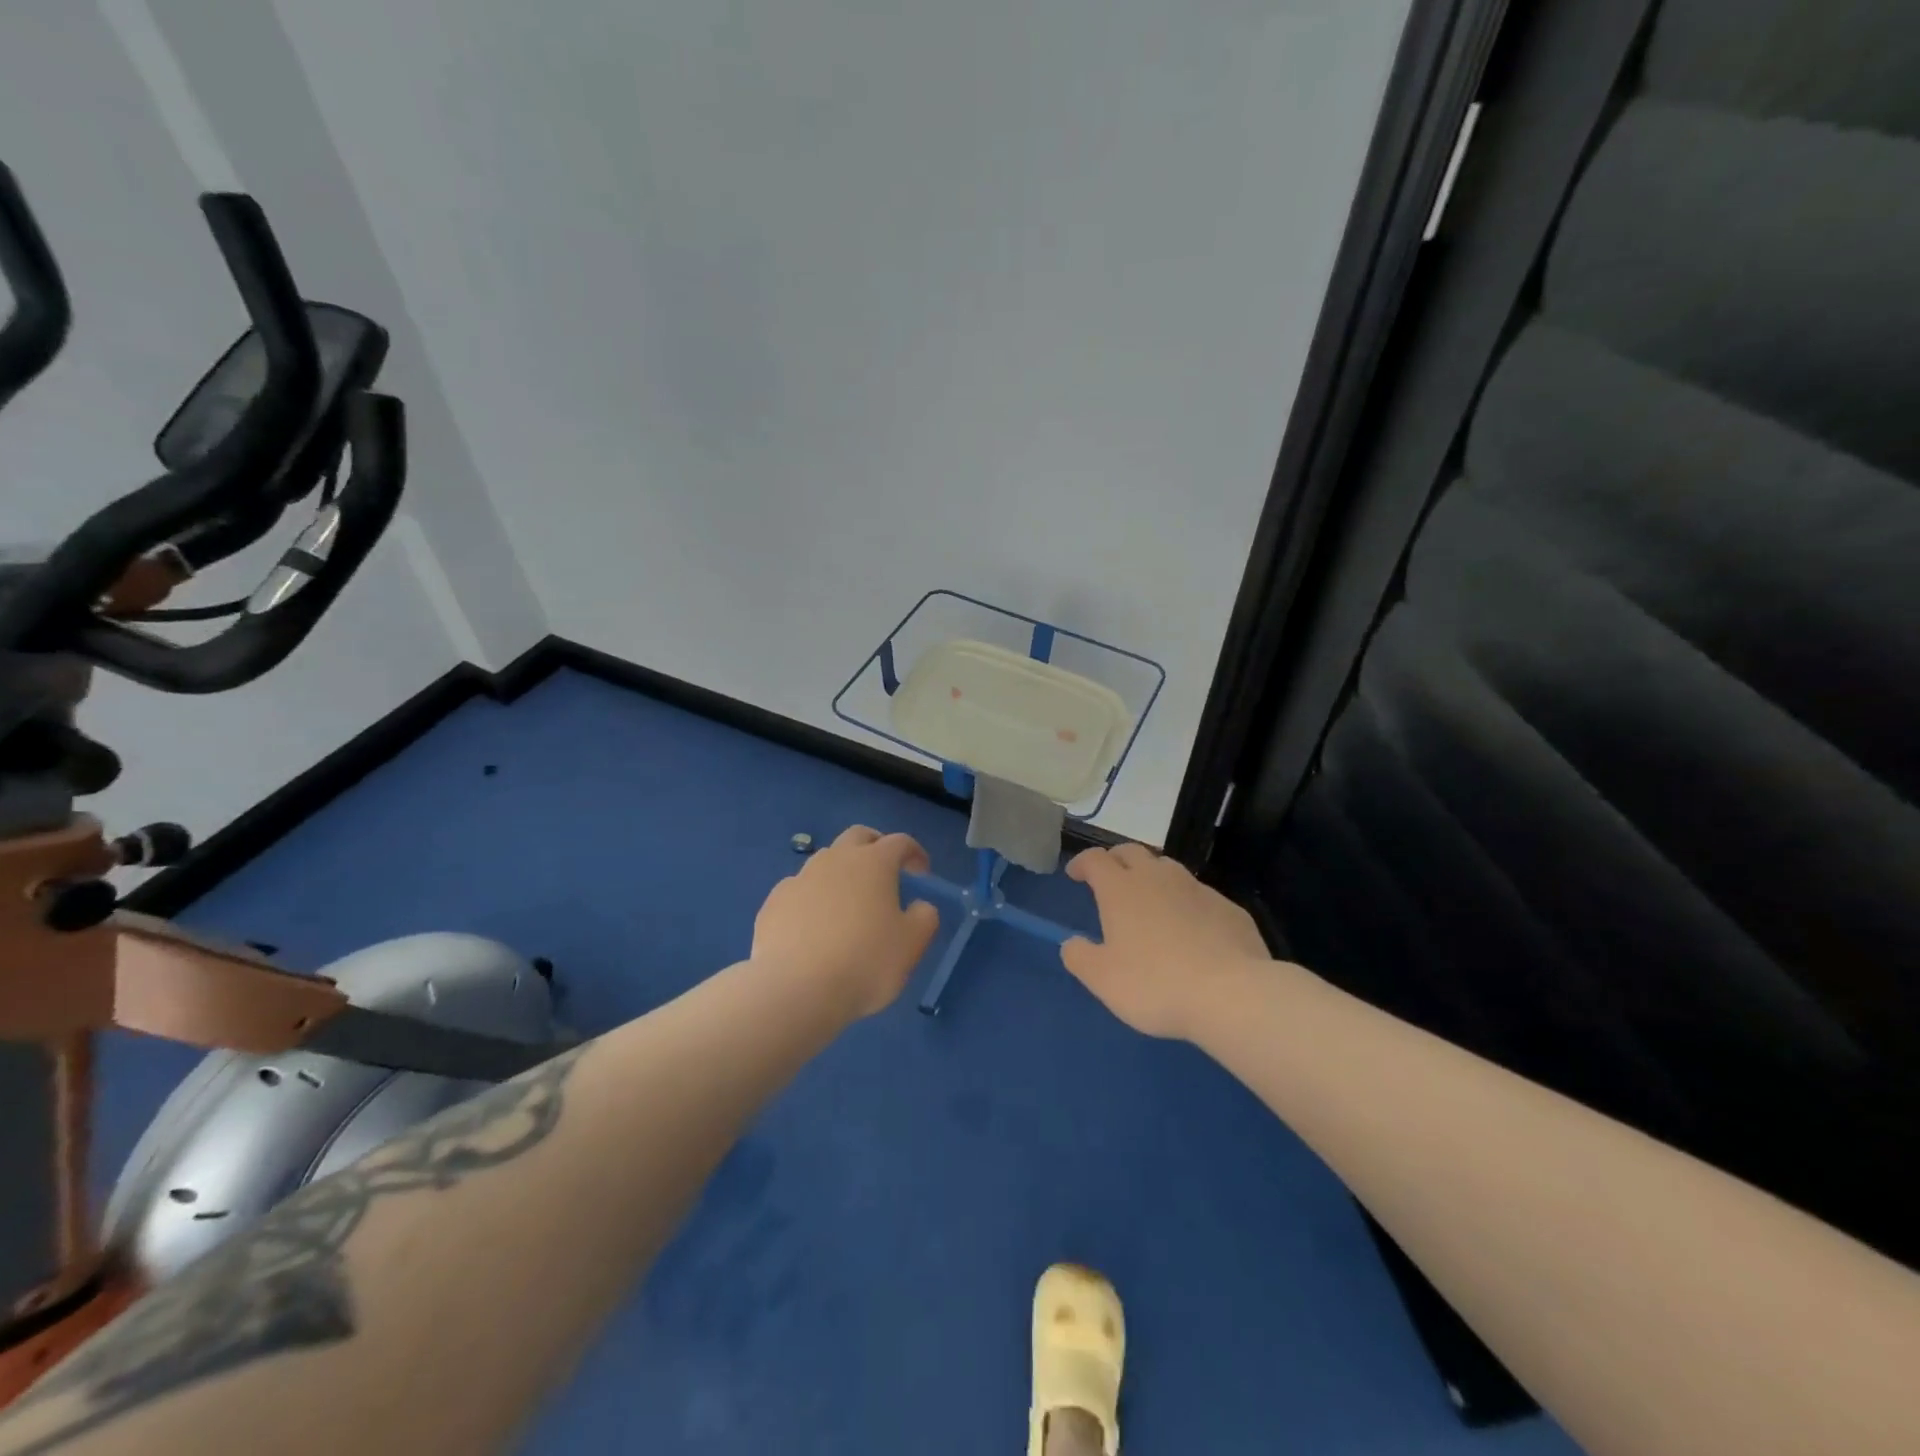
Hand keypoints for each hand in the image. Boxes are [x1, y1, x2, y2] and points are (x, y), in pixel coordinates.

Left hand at [752, 826, 940, 1018]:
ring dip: (842, 872)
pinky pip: (799, 890)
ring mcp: (800, 878)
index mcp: (873, 863)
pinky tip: (814, 927)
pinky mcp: (774, 902)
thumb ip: (924, 917)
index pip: (900, 842)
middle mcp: (835, 860)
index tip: (921, 873)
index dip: (915, 853)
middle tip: (885, 871)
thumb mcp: (912, 945)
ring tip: (848, 903)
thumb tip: (920, 906)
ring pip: (825, 861)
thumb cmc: (864, 962)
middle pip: (858, 836)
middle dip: (875, 846)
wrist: (793, 989)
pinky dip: (813, 898)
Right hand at [1061, 843, 1271, 1039]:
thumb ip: (1079, 957)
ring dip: (1152, 877)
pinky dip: (1185, 903)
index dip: (1082, 863)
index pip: (1095, 859)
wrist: (1232, 994)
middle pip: (1131, 852)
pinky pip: (1199, 895)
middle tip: (1109, 879)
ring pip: (1167, 869)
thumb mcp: (1102, 979)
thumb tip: (1072, 943)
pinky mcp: (1228, 908)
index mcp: (1121, 889)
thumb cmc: (1155, 984)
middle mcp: (1157, 878)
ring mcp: (1197, 889)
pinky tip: (1190, 929)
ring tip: (1148, 901)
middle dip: (1116, 860)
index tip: (1075, 874)